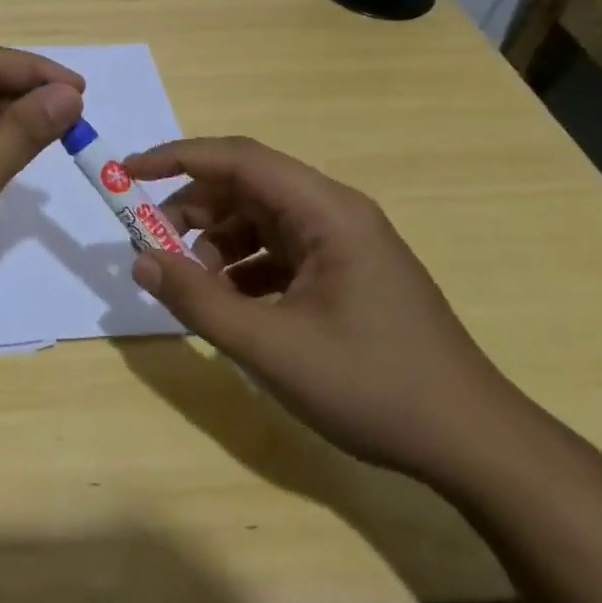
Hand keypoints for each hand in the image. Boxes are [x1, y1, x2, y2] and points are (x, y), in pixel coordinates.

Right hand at [123, 136, 527, 482]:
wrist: (474, 445)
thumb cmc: (373, 386)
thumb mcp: (270, 347)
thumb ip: (197, 300)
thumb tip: (141, 260)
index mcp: (326, 212)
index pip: (239, 158)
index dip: (177, 158)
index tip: (127, 174)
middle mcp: (335, 214)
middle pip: (246, 187)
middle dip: (192, 211)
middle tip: (153, 248)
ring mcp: (343, 244)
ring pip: (259, 220)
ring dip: (216, 244)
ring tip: (194, 288)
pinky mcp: (345, 274)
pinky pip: (278, 252)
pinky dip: (243, 269)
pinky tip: (231, 307)